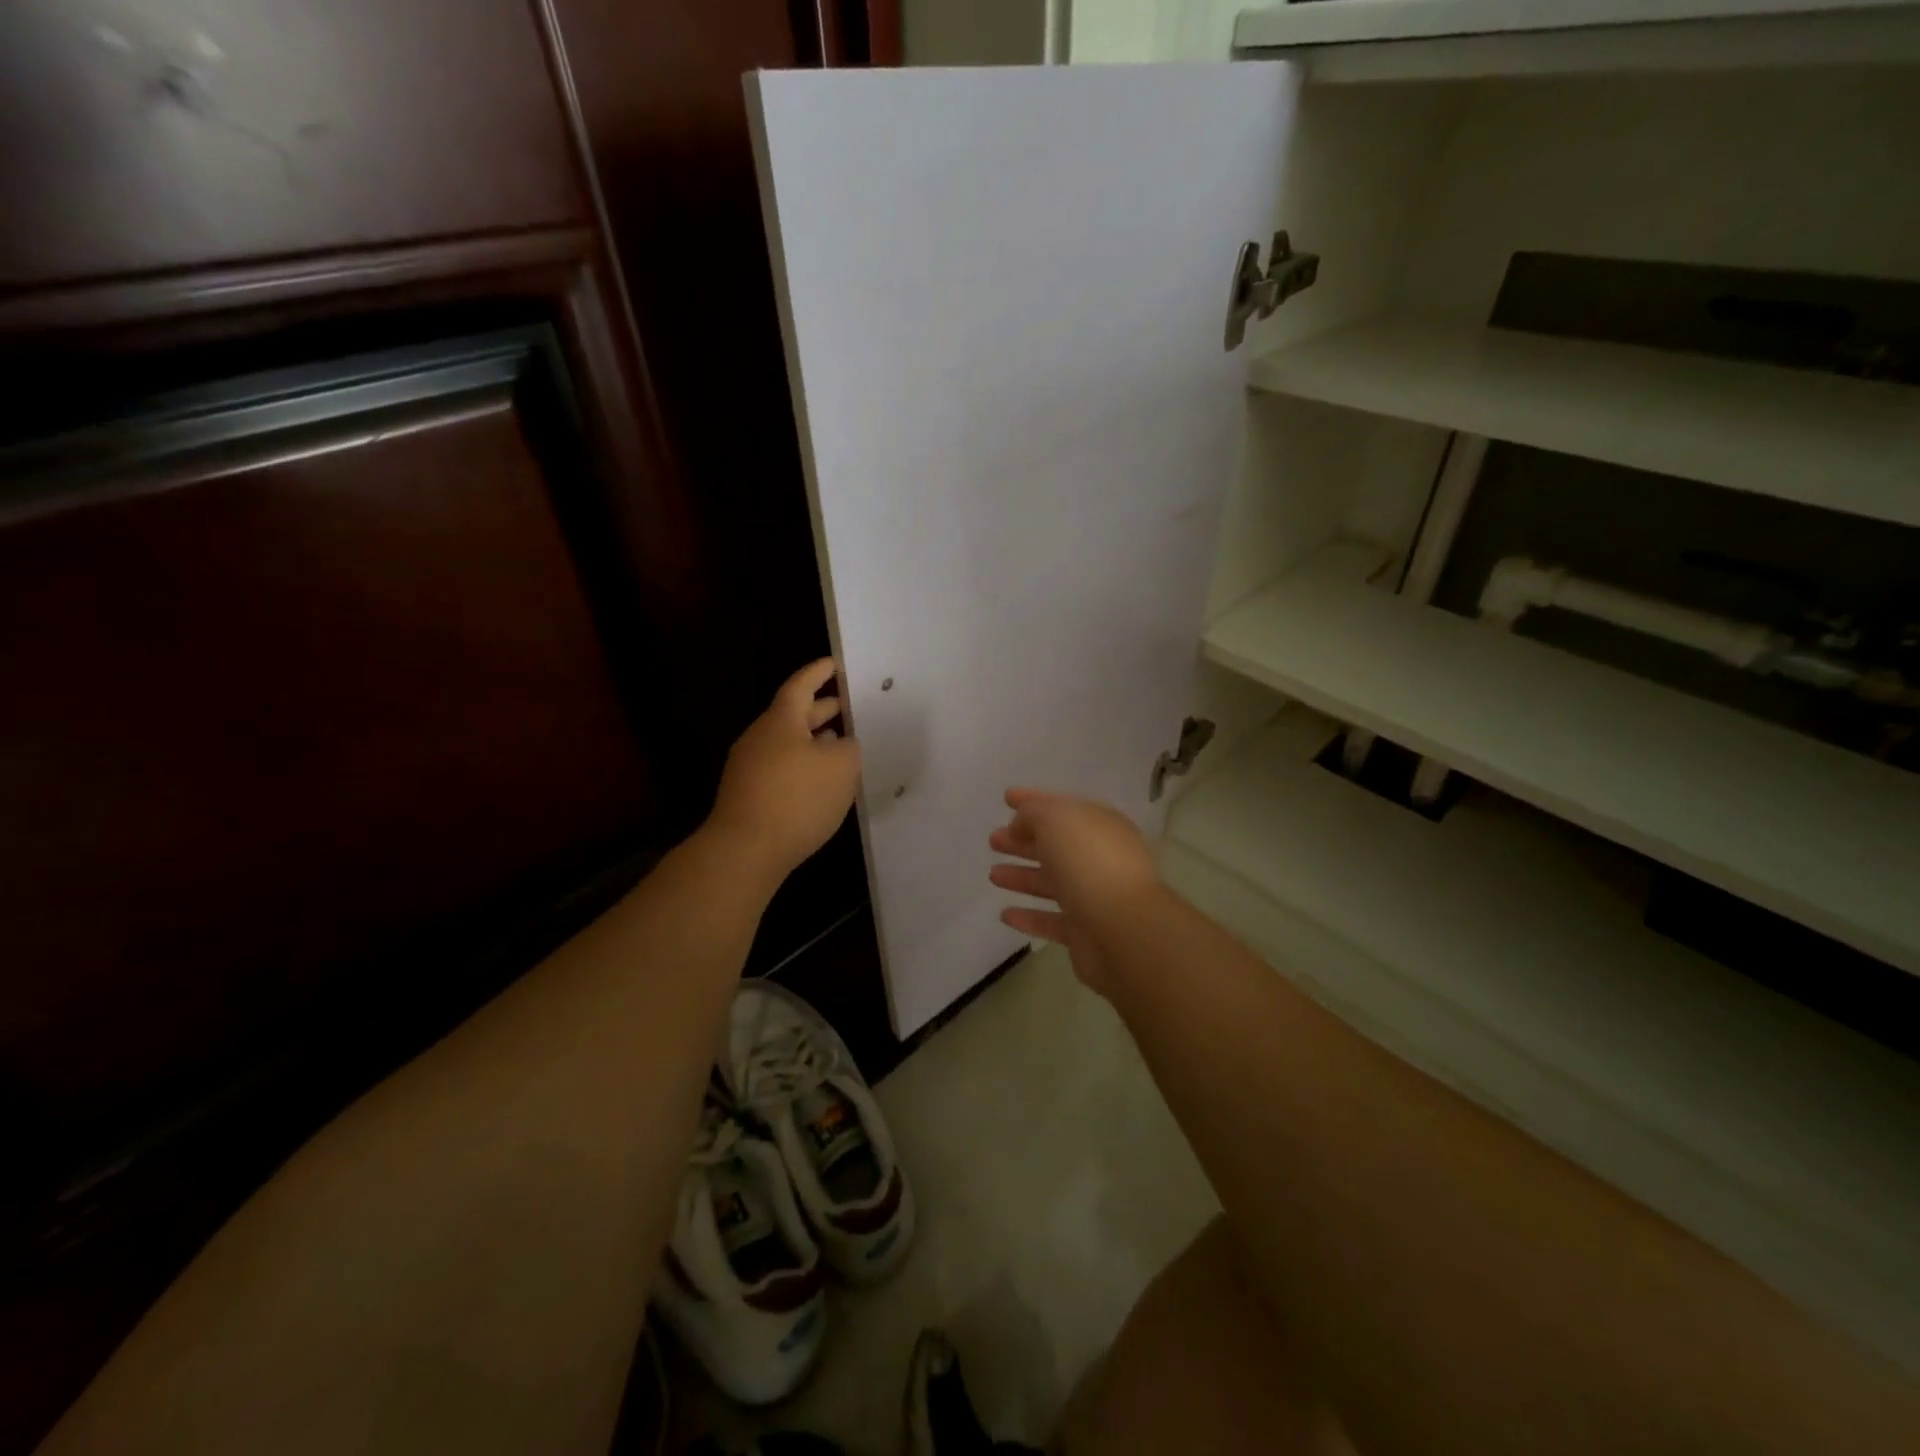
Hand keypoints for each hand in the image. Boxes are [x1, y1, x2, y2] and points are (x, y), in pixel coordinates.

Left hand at [707, 659, 861, 888]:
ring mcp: (749, 768)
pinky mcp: (748, 795)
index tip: (834, 664)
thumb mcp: (841, 766)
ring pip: (788, 743)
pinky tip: (819, 783)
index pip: (801, 686)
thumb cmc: (797, 798)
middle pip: (793, 715)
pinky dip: (803, 766)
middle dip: (821, 709)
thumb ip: (848, 746)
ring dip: (813, 741)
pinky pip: (781, 768)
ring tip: (840, 745)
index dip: (819, 673)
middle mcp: (760, 738)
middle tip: (848, 707)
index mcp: (780, 721)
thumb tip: (840, 744)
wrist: (745, 850)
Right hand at [987, 789, 1162, 994]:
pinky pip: (1052, 921)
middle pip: (1056, 845)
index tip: (1005, 798)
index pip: (1062, 807)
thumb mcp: (1056, 819)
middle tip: (994, 840)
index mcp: (1100, 825)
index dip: (1033, 801)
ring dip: (1022, 877)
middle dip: (1023, 840)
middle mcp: (1100, 857)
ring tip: (993, 875)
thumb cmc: (1089, 862)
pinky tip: (1005, 914)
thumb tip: (1020, 826)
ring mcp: (1094, 896)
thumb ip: (1033, 814)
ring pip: (1052, 882)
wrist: (1123, 929)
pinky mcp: (1086, 931)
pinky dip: (1029, 917)